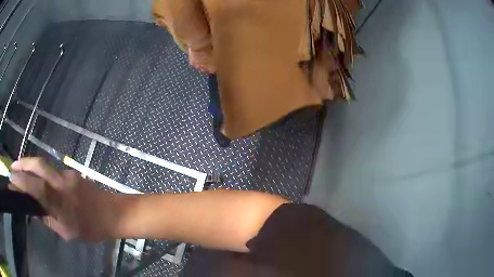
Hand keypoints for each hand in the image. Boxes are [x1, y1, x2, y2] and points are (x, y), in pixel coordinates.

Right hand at [9, 157, 117, 241]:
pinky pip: (53, 171)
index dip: (21, 181)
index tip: (12, 180)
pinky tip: (41, 181)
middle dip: (23, 163)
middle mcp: (61, 183)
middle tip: (13, 167)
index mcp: (60, 203)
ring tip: (23, 172)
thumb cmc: (91, 228)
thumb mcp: (68, 233)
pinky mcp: (72, 172)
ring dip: (31, 166)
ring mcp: (67, 175)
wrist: (113, 213)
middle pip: (38, 165)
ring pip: (45, 166)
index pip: (35, 187)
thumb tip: (34, 211)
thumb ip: (49, 220)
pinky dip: (43, 173)